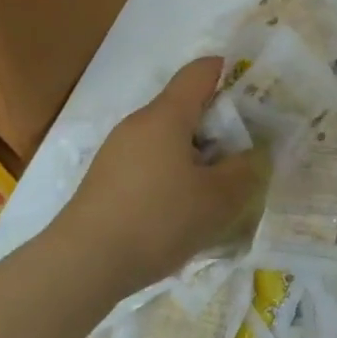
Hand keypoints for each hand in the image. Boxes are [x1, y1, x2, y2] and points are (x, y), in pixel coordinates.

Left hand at [54, 58, 257, 301]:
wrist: (81, 266)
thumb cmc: (157, 220)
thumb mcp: (218, 199)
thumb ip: (245, 170)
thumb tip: (252, 154)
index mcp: (166, 115)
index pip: (201, 71)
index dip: (231, 73)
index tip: (255, 97)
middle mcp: (139, 123)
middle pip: (186, 106)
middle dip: (219, 124)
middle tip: (245, 153)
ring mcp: (117, 151)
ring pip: (168, 138)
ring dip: (196, 153)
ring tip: (217, 188)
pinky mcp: (106, 179)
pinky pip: (150, 161)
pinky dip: (173, 173)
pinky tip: (182, 209)